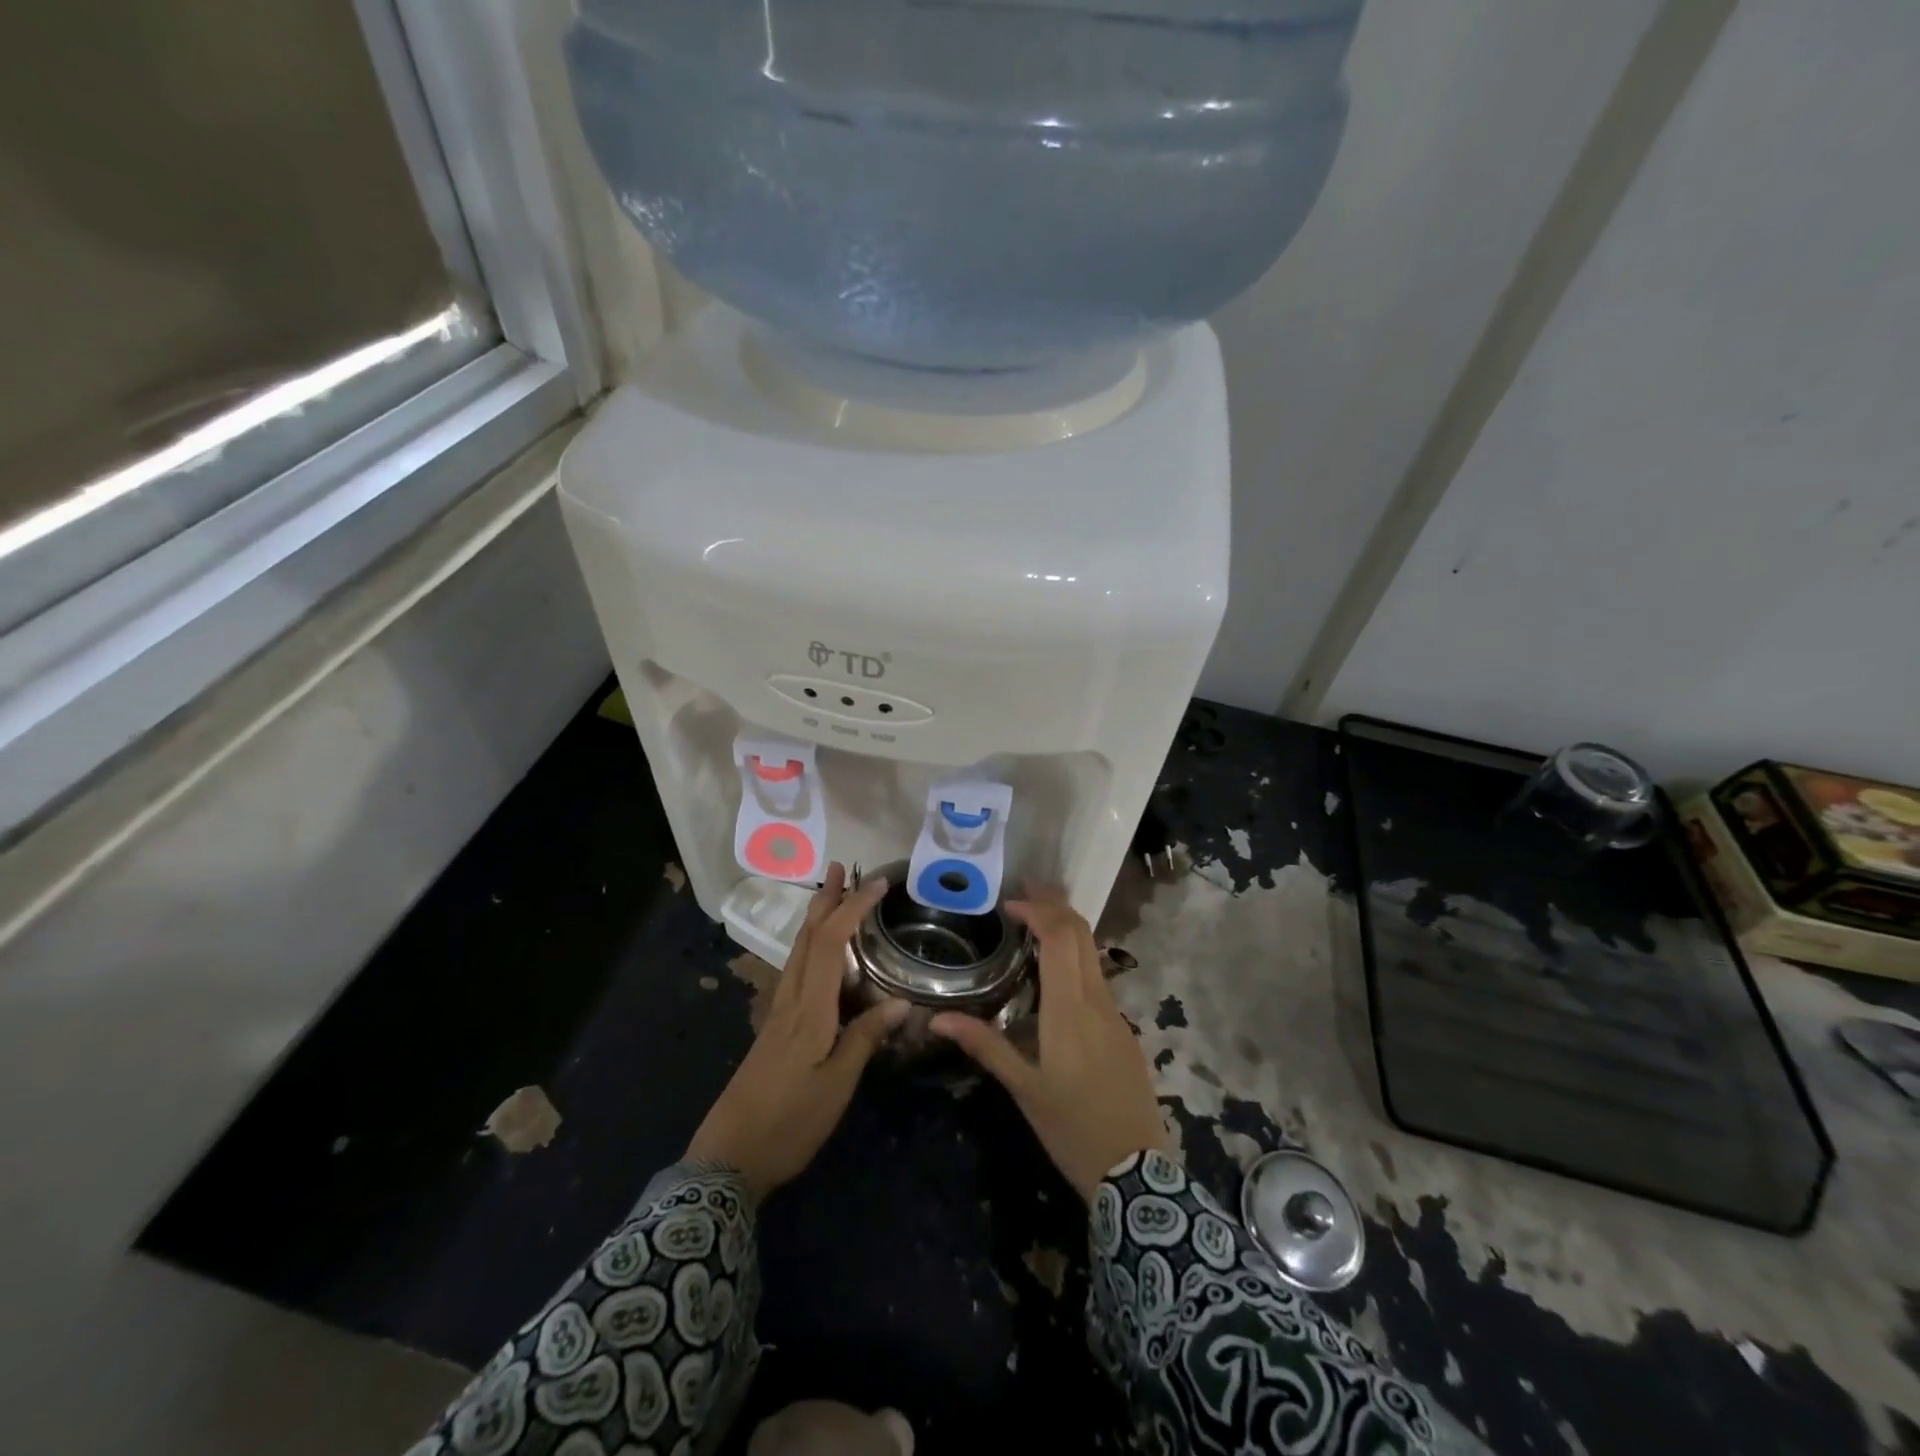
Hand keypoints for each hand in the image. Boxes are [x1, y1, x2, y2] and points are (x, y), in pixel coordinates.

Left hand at [688, 864, 904, 1198]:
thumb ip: (865, 1039)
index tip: (878, 884)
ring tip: (833, 896)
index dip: (853, 908)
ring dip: (816, 918)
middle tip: (842, 868)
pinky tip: (821, 955)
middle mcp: (789, 1000)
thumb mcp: (836, 1086)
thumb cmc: (788, 1123)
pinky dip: (812, 946)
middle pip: (806, 937)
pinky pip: (796, 971)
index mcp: (808, 1010)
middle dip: (825, 898)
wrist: (727, 1160)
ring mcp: (777, 1013)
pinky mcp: (773, 1028)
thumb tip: (901, 1002)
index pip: (831, 943)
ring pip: (797, 951)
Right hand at [931, 886, 1172, 1200]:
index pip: (1060, 937)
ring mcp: (1116, 1013)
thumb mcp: (1023, 1089)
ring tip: (1034, 924)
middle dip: (1055, 905)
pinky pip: (1098, 977)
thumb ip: (984, 1045)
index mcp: (1069, 1009)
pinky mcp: (1123, 1028)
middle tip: (1023, 894)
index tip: (1010, 903)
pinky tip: (1055, 972)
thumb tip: (937, 1019)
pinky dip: (1076, 957)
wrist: (1137, 1172)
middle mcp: (1097, 1000)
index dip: (1038, 911)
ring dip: (1067, 929)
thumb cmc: (1071, 1127)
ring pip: (1093, 953)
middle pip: (1082, 934)